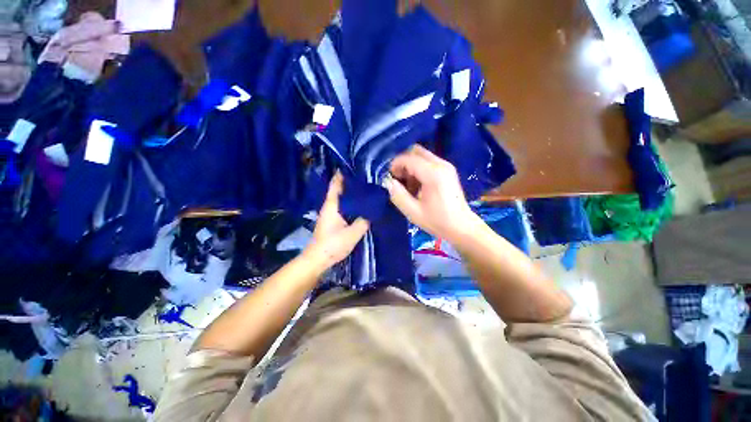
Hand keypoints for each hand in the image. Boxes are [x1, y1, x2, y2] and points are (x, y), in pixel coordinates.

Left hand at [303, 172, 369, 270]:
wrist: (318, 260)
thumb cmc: (333, 245)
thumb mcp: (352, 233)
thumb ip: (364, 220)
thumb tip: (374, 208)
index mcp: (332, 204)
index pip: (336, 183)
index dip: (344, 172)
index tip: (356, 164)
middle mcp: (330, 205)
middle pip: (340, 188)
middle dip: (352, 181)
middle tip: (368, 175)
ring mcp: (332, 213)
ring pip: (343, 197)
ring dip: (352, 192)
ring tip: (368, 186)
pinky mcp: (334, 220)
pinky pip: (345, 206)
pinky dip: (352, 202)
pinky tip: (362, 203)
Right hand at [384, 145, 479, 241]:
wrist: (462, 227)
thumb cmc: (438, 221)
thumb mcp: (413, 212)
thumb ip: (398, 195)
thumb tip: (388, 182)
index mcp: (433, 174)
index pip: (409, 158)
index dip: (395, 164)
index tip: (389, 177)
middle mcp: (441, 164)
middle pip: (416, 151)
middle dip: (403, 162)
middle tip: (397, 179)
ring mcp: (446, 166)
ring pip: (422, 156)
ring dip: (411, 166)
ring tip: (407, 186)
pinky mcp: (448, 171)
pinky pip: (429, 163)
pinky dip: (418, 170)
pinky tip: (417, 186)